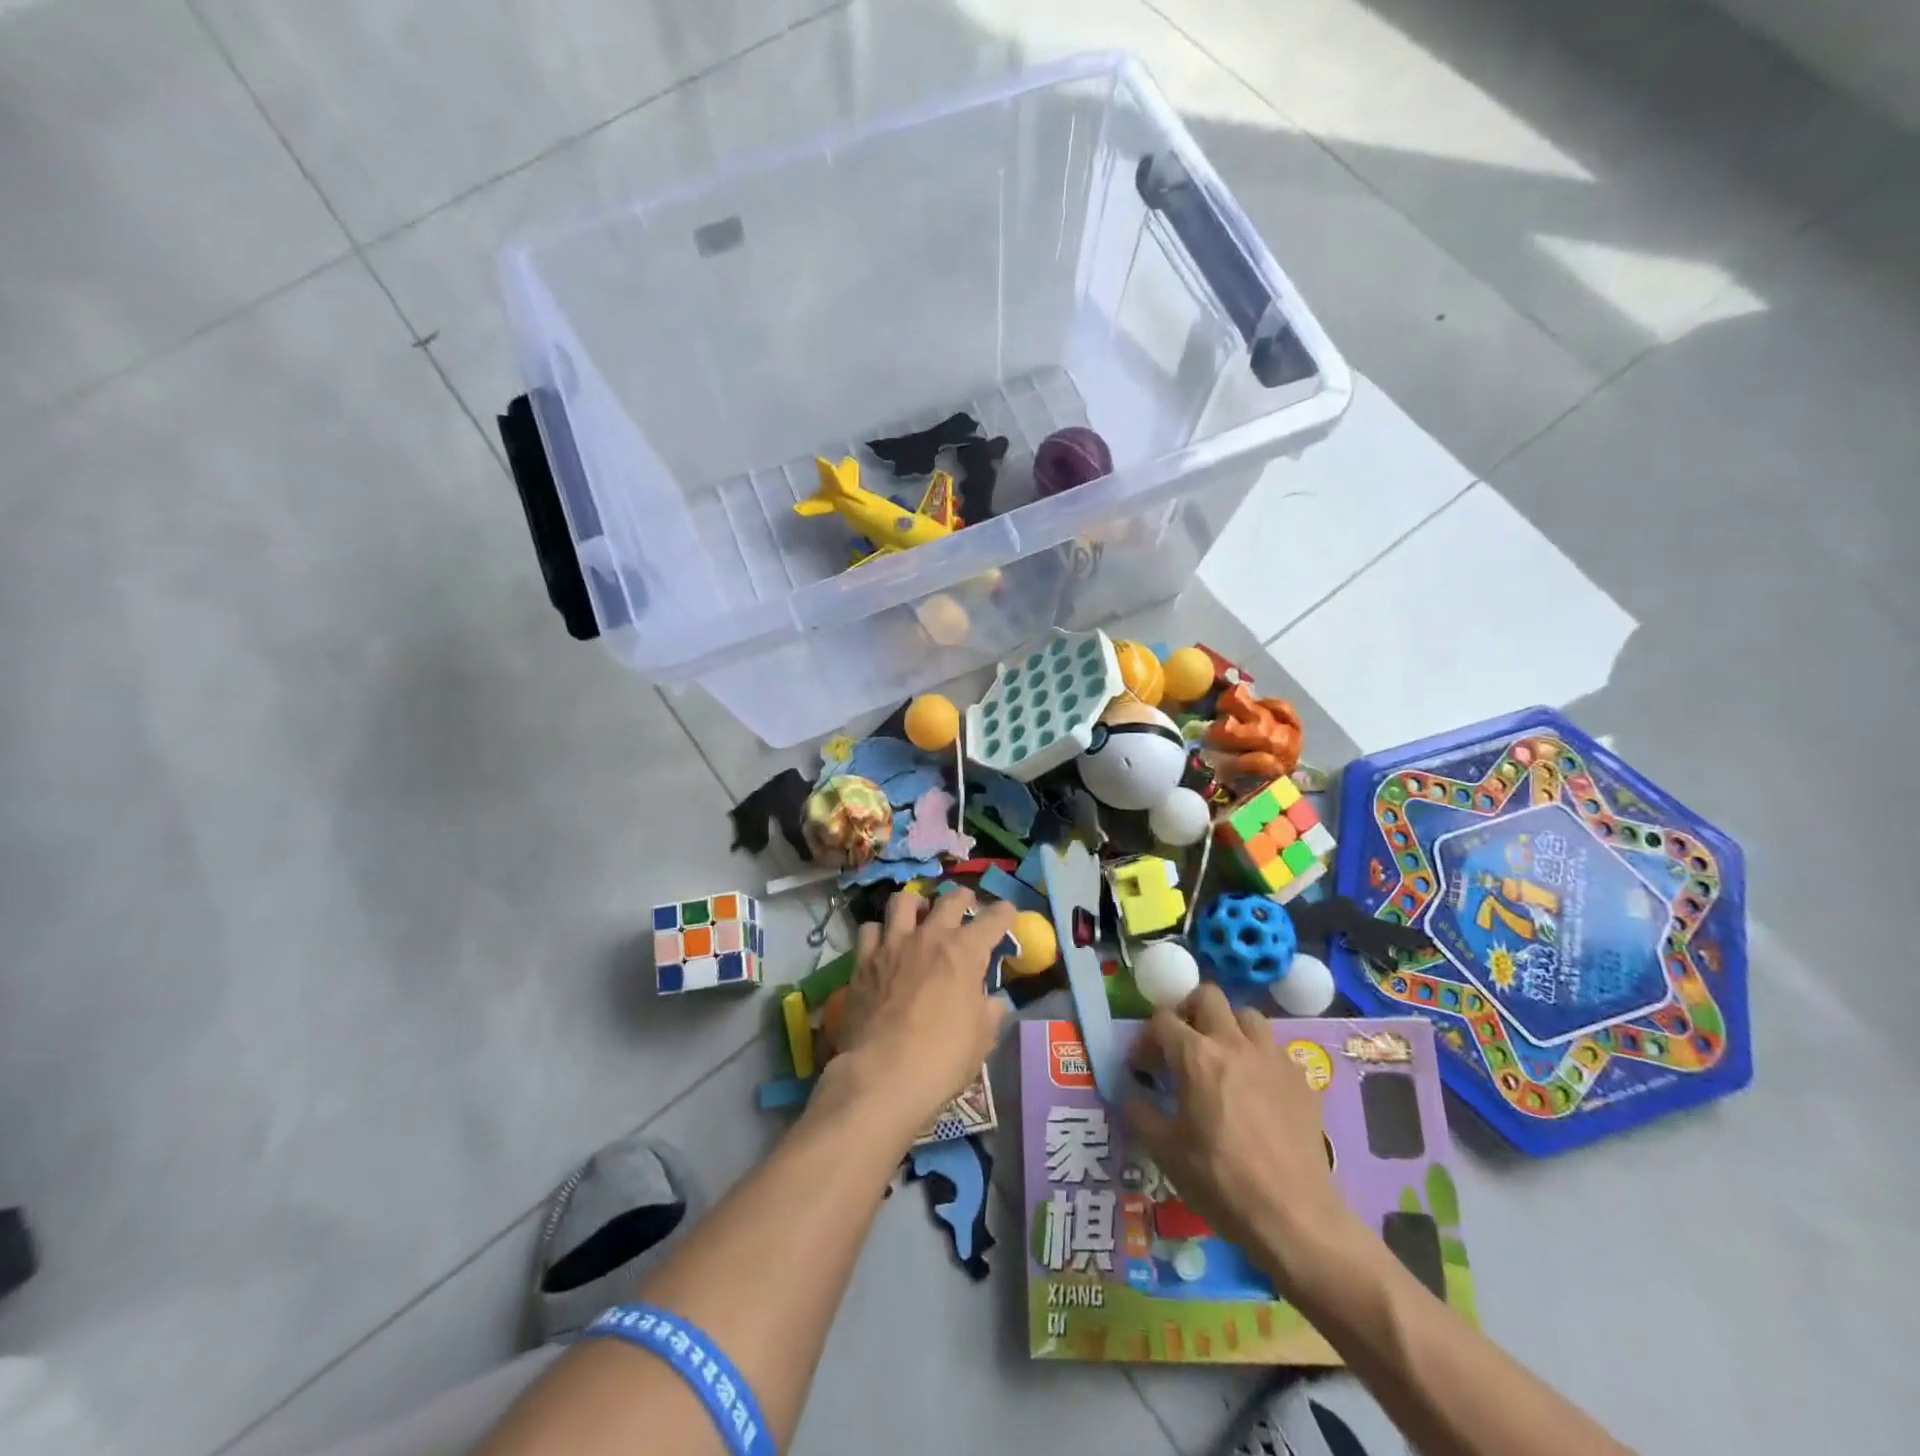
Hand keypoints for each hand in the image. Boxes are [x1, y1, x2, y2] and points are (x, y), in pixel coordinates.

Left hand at [818, 888, 1014, 1140]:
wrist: (883, 1074)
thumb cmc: (942, 1057)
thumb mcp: (982, 1038)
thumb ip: (989, 1011)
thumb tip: (992, 1001)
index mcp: (964, 951)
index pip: (993, 919)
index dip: (1005, 913)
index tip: (1008, 913)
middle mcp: (929, 936)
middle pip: (949, 900)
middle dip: (963, 899)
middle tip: (967, 906)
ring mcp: (892, 944)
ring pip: (903, 901)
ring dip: (916, 904)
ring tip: (919, 914)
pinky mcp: (863, 960)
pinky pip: (870, 929)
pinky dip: (880, 931)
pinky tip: (883, 943)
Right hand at [1124, 985, 1356, 1291]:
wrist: (1294, 1217)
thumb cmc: (1221, 1181)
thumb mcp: (1165, 1151)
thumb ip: (1139, 1111)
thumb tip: (1129, 1091)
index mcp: (1196, 1055)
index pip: (1163, 1019)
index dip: (1147, 1039)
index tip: (1144, 1068)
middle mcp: (1234, 1043)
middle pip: (1208, 996)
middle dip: (1190, 1011)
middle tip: (1184, 1045)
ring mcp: (1272, 1057)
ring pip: (1247, 1016)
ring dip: (1229, 1028)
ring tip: (1223, 1060)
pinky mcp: (1301, 1079)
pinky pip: (1275, 1050)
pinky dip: (1260, 1058)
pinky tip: (1258, 1090)